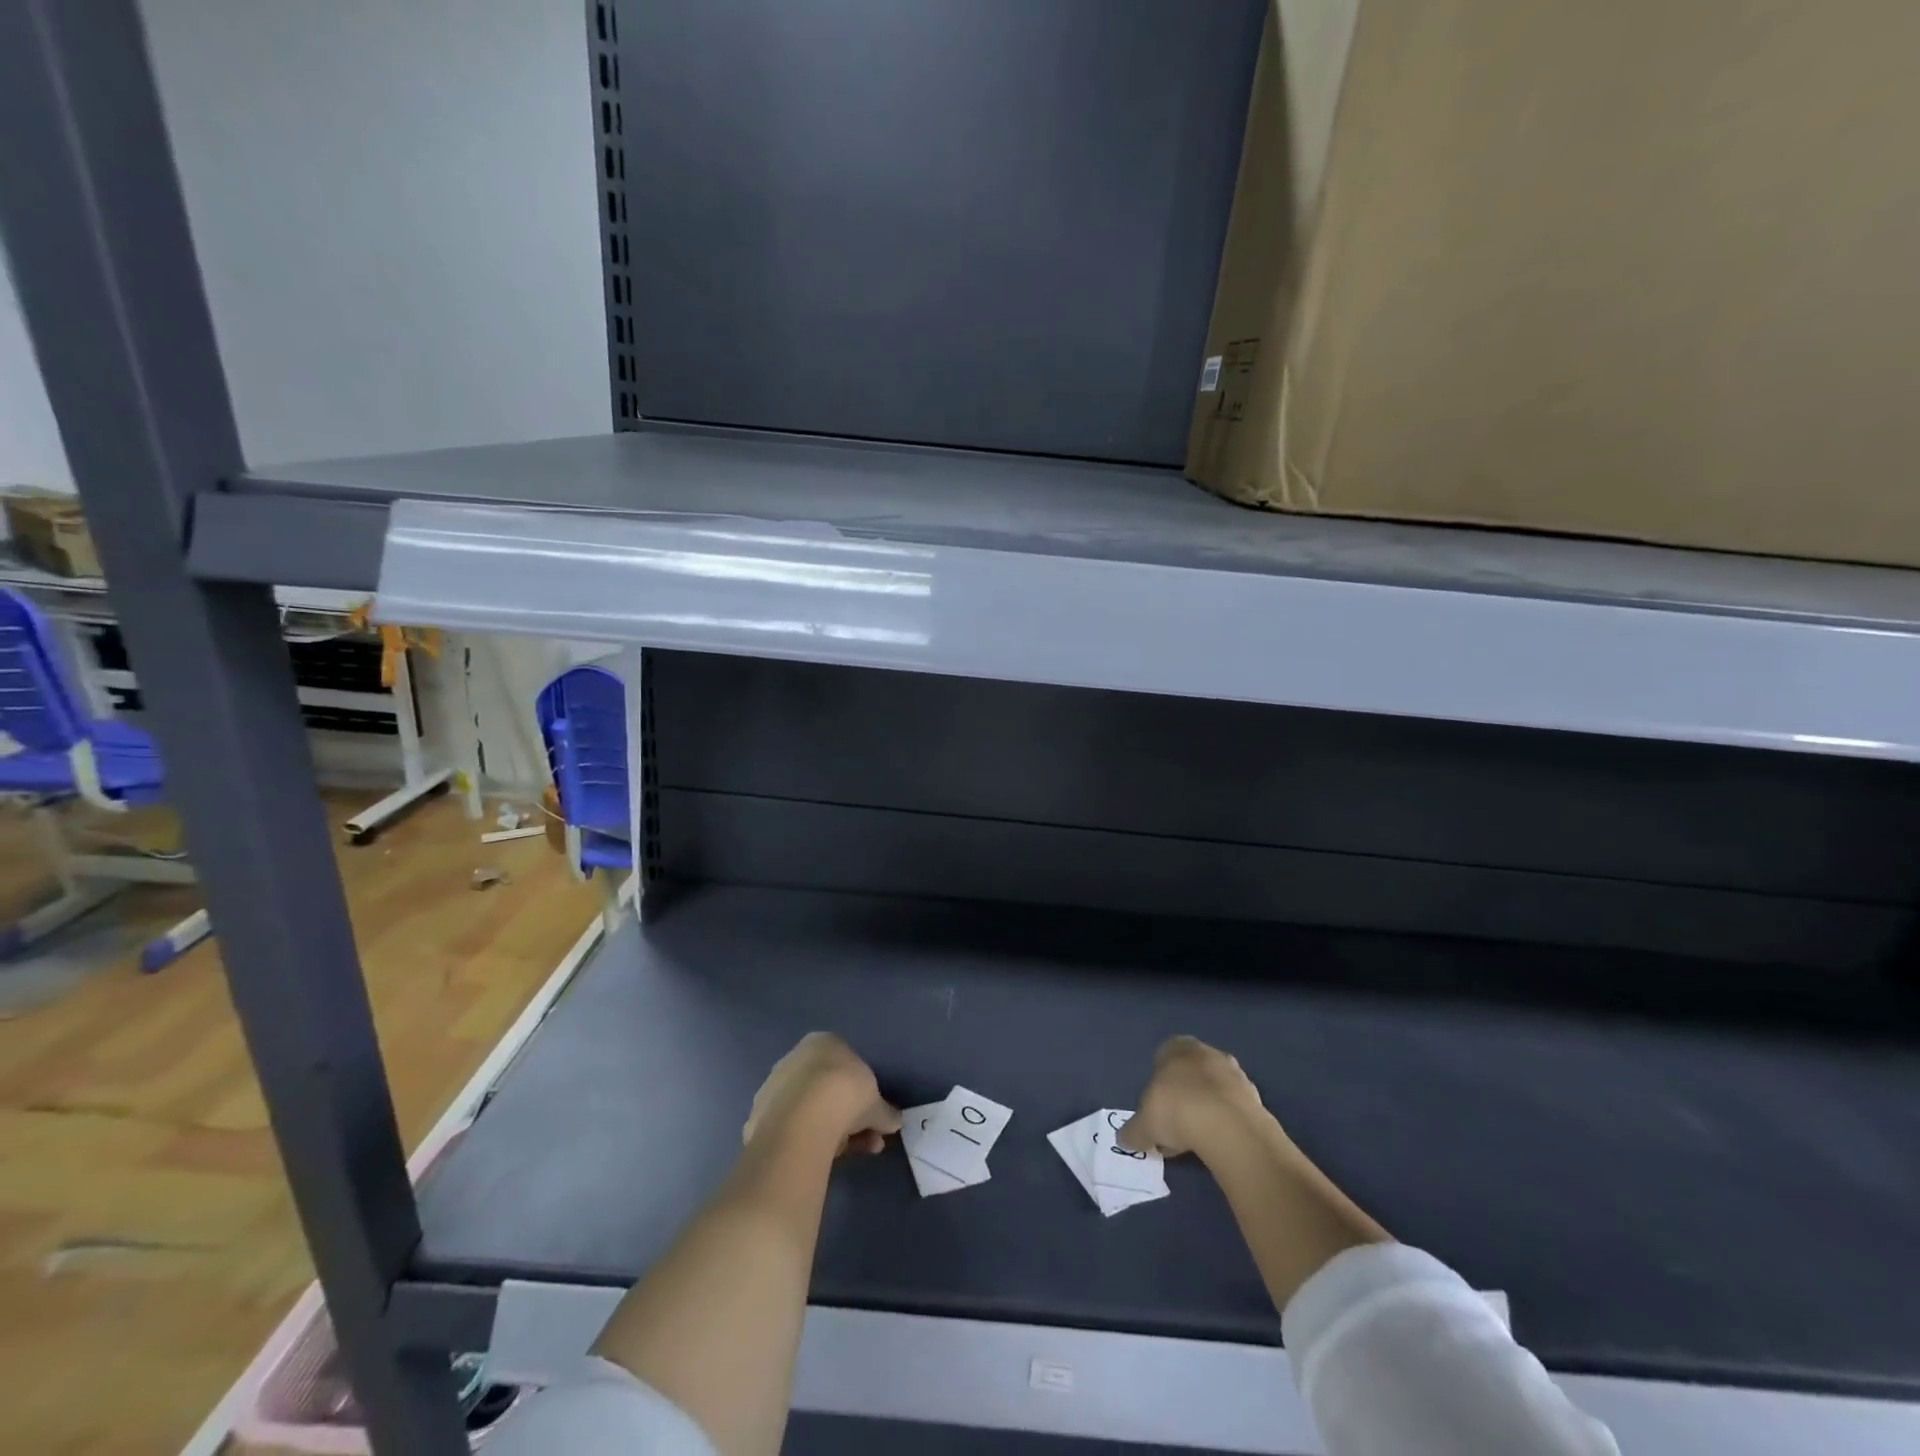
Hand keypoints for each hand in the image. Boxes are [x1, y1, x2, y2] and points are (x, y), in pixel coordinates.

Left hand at [743, 1033, 901, 1157]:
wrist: (802, 1119)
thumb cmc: (845, 1094)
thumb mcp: (876, 1104)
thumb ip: (885, 1112)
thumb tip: (895, 1121)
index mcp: (823, 1043)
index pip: (847, 1066)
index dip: (863, 1094)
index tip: (874, 1117)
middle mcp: (795, 1058)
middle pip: (827, 1090)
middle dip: (849, 1117)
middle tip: (868, 1141)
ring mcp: (773, 1087)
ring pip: (809, 1111)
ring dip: (832, 1132)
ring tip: (851, 1155)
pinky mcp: (759, 1117)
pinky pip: (791, 1129)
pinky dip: (807, 1141)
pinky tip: (821, 1158)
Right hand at [1117, 1035, 1267, 1159]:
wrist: (1227, 1126)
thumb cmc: (1175, 1109)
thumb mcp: (1143, 1125)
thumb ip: (1133, 1131)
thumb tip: (1125, 1140)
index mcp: (1175, 1046)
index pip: (1162, 1058)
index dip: (1158, 1086)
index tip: (1156, 1112)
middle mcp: (1205, 1051)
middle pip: (1189, 1074)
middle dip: (1182, 1098)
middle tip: (1174, 1129)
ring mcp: (1234, 1073)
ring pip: (1213, 1091)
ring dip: (1204, 1111)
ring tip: (1196, 1142)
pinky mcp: (1255, 1097)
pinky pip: (1232, 1109)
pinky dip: (1224, 1124)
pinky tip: (1217, 1145)